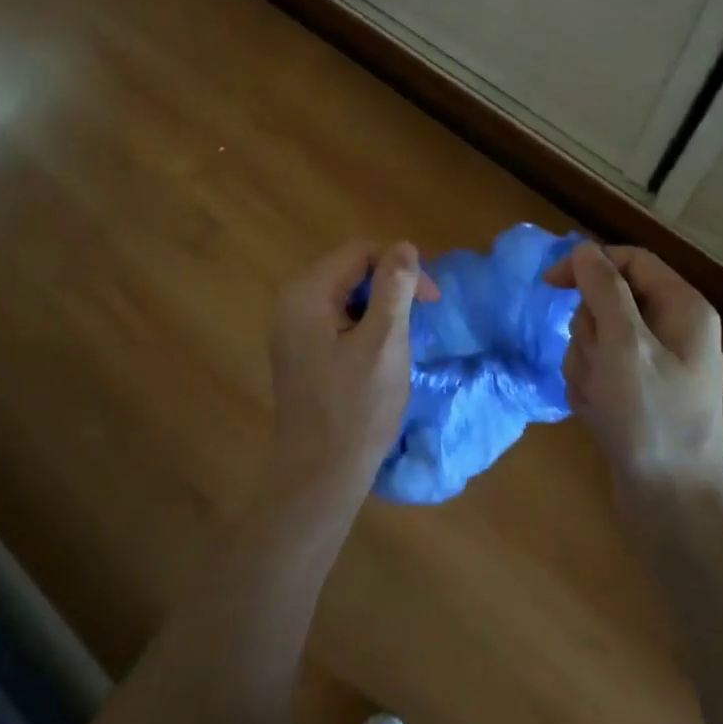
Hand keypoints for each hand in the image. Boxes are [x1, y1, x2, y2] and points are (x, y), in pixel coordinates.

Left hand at [267, 241, 440, 510]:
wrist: (319, 477)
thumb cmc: (356, 410)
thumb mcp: (384, 343)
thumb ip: (394, 288)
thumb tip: (404, 246)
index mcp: (306, 294)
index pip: (360, 252)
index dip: (400, 267)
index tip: (431, 300)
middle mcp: (291, 304)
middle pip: (350, 272)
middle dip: (390, 288)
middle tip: (420, 321)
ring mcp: (290, 330)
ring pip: (345, 298)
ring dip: (379, 311)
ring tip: (400, 344)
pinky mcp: (298, 353)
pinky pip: (335, 322)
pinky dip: (362, 329)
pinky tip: (378, 359)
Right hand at [544, 243, 722, 491]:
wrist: (672, 506)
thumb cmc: (650, 419)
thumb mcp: (624, 346)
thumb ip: (604, 290)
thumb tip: (586, 250)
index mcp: (683, 309)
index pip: (631, 261)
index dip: (589, 264)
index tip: (549, 284)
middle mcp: (674, 331)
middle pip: (609, 302)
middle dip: (588, 332)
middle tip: (598, 366)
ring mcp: (656, 366)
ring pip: (598, 338)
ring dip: (586, 365)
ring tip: (600, 399)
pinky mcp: (639, 394)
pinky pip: (601, 371)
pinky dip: (590, 388)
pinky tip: (600, 415)